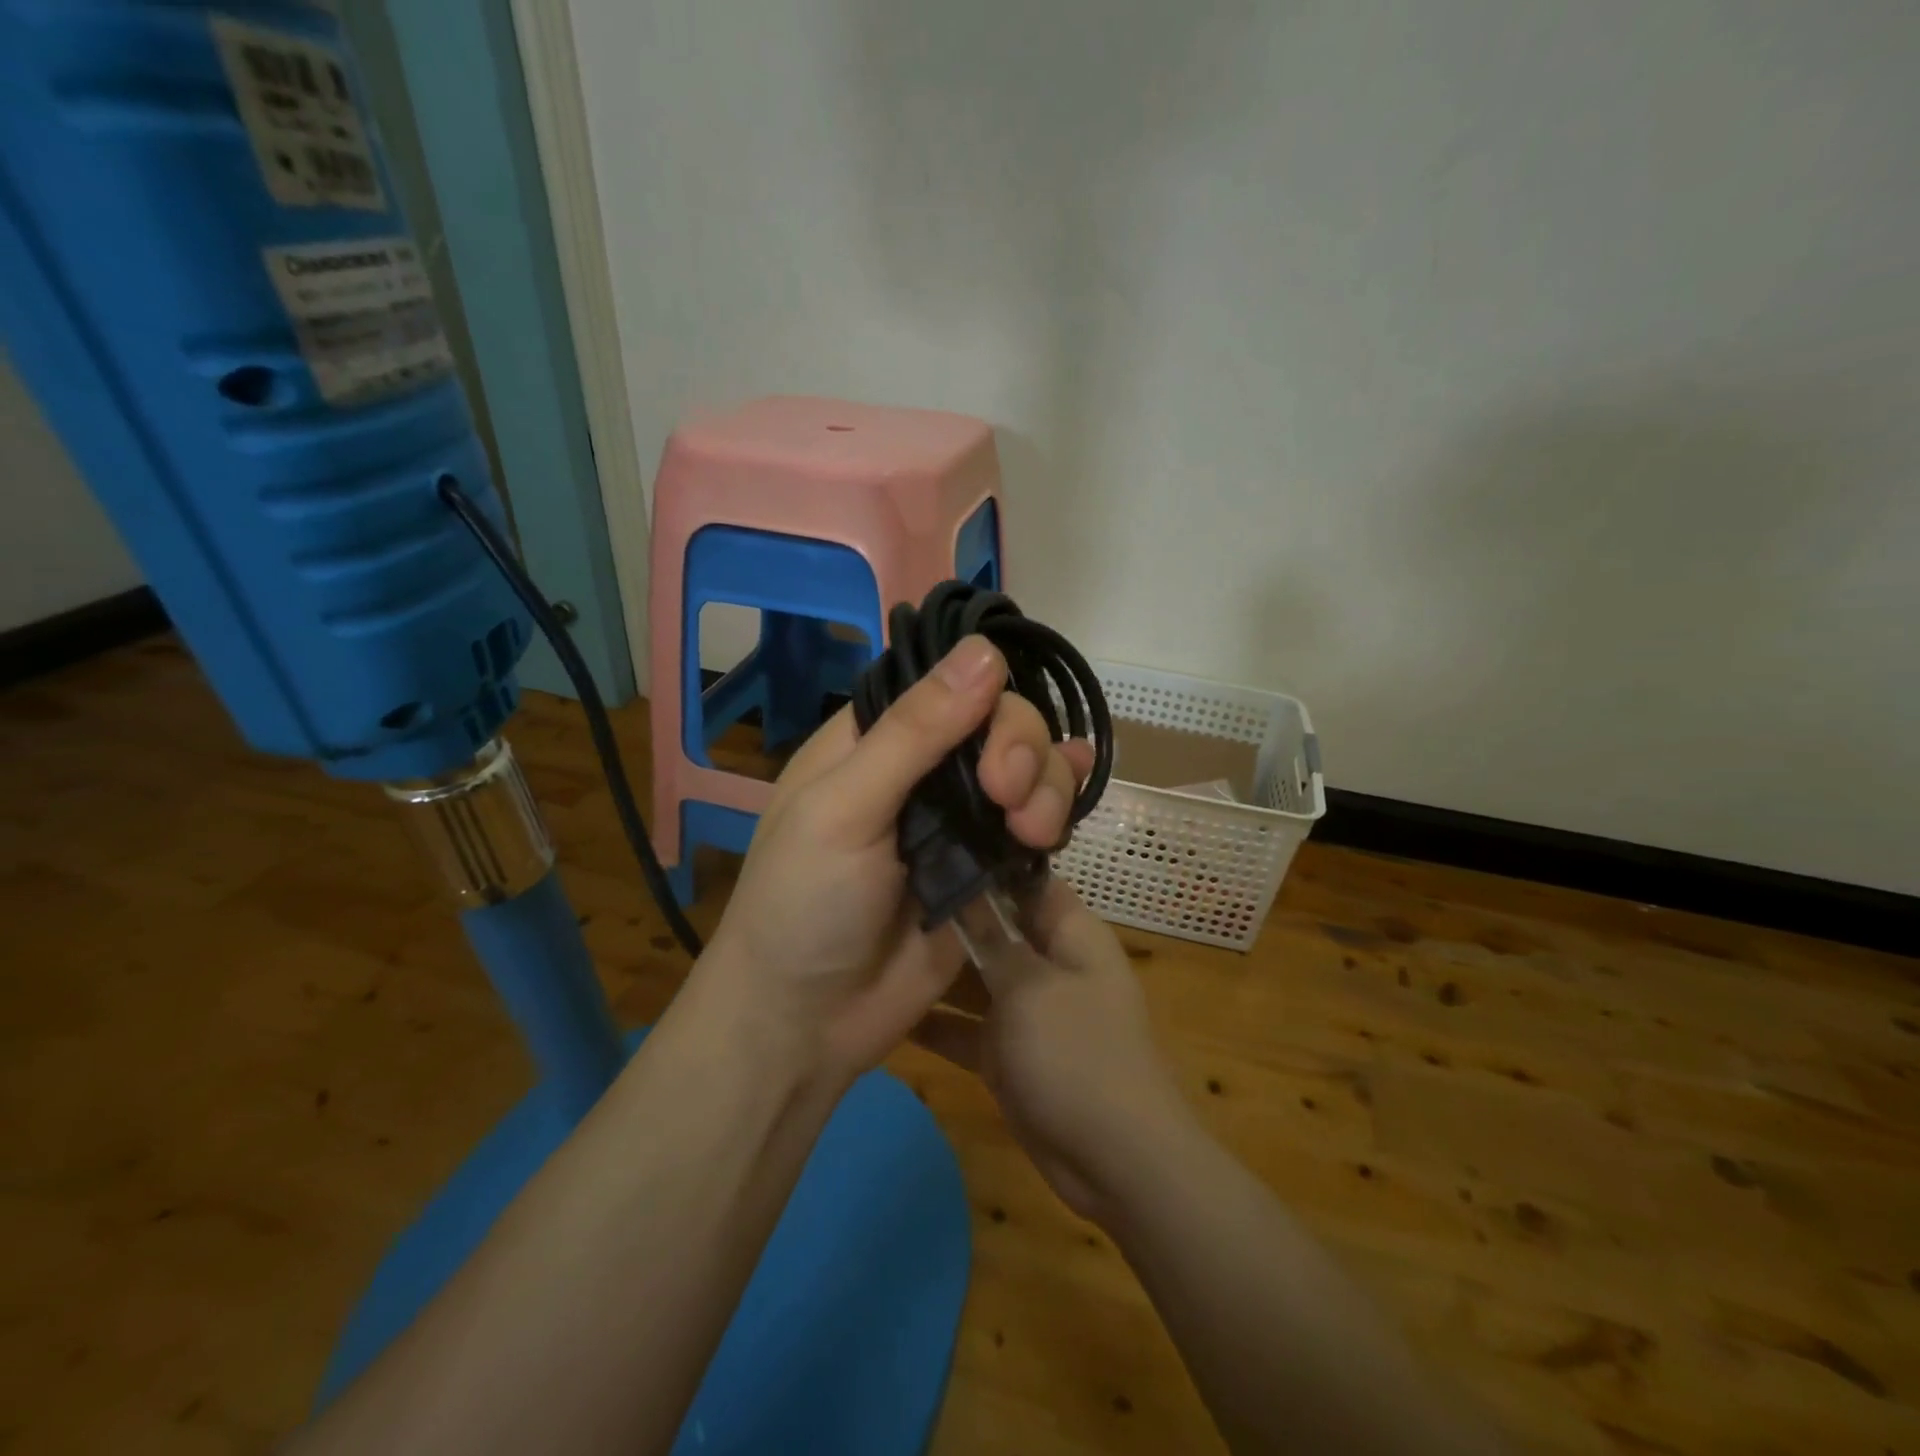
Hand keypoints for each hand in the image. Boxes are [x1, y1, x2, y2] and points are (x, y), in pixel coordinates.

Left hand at [696, 636, 1095, 1085]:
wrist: (807, 1021)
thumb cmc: (803, 905)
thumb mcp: (844, 809)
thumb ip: (915, 732)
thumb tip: (986, 651)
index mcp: (873, 739)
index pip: (948, 685)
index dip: (986, 701)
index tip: (994, 751)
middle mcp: (920, 768)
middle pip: (1000, 723)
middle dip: (1022, 751)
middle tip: (1009, 801)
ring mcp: (957, 818)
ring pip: (1028, 768)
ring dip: (1048, 786)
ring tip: (1036, 834)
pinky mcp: (986, 865)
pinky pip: (1035, 821)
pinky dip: (1060, 804)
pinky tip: (1079, 799)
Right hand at [911, 877, 1191, 1223]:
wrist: (1116, 1162)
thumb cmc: (1078, 1055)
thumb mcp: (1030, 987)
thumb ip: (992, 937)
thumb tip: (966, 883)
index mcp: (1069, 932)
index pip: (1022, 880)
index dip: (980, 862)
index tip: (926, 849)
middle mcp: (1047, 961)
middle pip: (993, 926)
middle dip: (946, 916)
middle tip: (882, 896)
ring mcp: (1027, 1009)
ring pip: (974, 976)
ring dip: (934, 969)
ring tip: (872, 943)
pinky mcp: (1007, 1051)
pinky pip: (966, 1027)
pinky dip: (935, 1023)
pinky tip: (882, 1010)